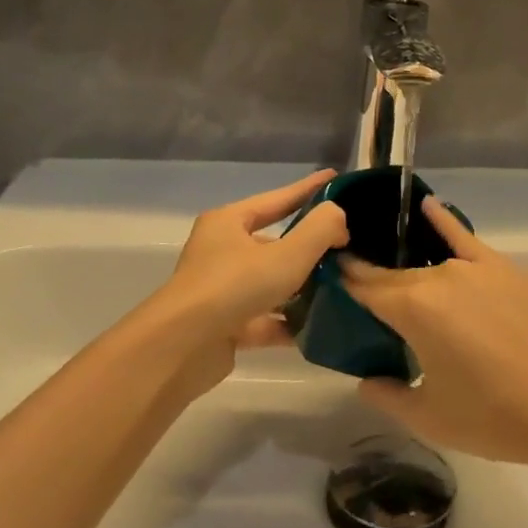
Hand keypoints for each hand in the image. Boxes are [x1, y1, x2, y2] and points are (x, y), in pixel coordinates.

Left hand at [138, 170, 348, 397]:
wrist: (180, 349)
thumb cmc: (234, 287)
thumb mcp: (287, 254)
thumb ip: (320, 229)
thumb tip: (338, 218)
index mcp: (229, 222)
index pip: (278, 199)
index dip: (308, 189)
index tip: (335, 177)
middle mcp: (221, 252)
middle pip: (273, 243)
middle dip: (309, 246)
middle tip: (346, 244)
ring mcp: (221, 291)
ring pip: (270, 283)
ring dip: (301, 287)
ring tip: (340, 286)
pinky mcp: (224, 327)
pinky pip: (264, 319)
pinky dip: (288, 322)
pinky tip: (318, 327)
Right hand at [341, 198, 527, 470]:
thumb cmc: (494, 418)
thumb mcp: (430, 417)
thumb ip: (388, 395)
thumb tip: (365, 380)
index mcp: (413, 308)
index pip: (366, 287)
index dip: (345, 281)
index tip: (328, 275)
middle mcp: (439, 276)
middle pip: (396, 274)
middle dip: (374, 279)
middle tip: (360, 292)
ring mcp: (475, 267)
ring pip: (429, 263)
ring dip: (408, 265)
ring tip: (390, 261)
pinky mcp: (505, 267)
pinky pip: (465, 239)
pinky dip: (444, 222)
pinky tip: (428, 206)